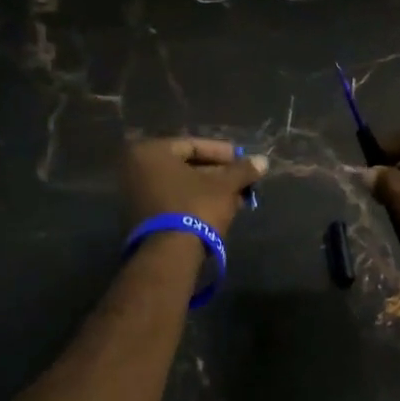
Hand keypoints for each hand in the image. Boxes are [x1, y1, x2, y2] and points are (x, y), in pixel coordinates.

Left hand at [121, 137, 266, 237]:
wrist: (170, 255)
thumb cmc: (195, 207)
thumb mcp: (224, 186)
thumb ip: (243, 170)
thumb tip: (263, 160)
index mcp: (151, 152)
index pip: (193, 145)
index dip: (222, 152)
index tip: (242, 160)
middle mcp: (136, 170)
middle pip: (186, 166)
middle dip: (218, 174)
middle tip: (242, 180)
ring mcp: (135, 196)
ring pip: (181, 186)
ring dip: (210, 189)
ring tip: (238, 197)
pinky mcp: (141, 218)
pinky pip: (173, 201)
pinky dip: (196, 202)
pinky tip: (222, 209)